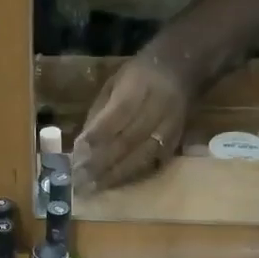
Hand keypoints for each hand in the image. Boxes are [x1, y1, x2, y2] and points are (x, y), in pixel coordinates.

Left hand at [71, 55, 188, 191]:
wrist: (180, 70)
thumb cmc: (138, 76)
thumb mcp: (113, 84)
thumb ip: (99, 113)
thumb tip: (82, 146)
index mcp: (138, 86)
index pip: (116, 115)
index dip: (97, 136)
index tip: (77, 155)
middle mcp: (158, 107)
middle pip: (128, 140)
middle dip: (102, 162)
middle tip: (80, 179)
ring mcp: (170, 126)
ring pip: (142, 155)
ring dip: (116, 174)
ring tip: (94, 187)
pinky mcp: (176, 141)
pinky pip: (153, 162)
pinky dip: (133, 175)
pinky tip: (115, 184)